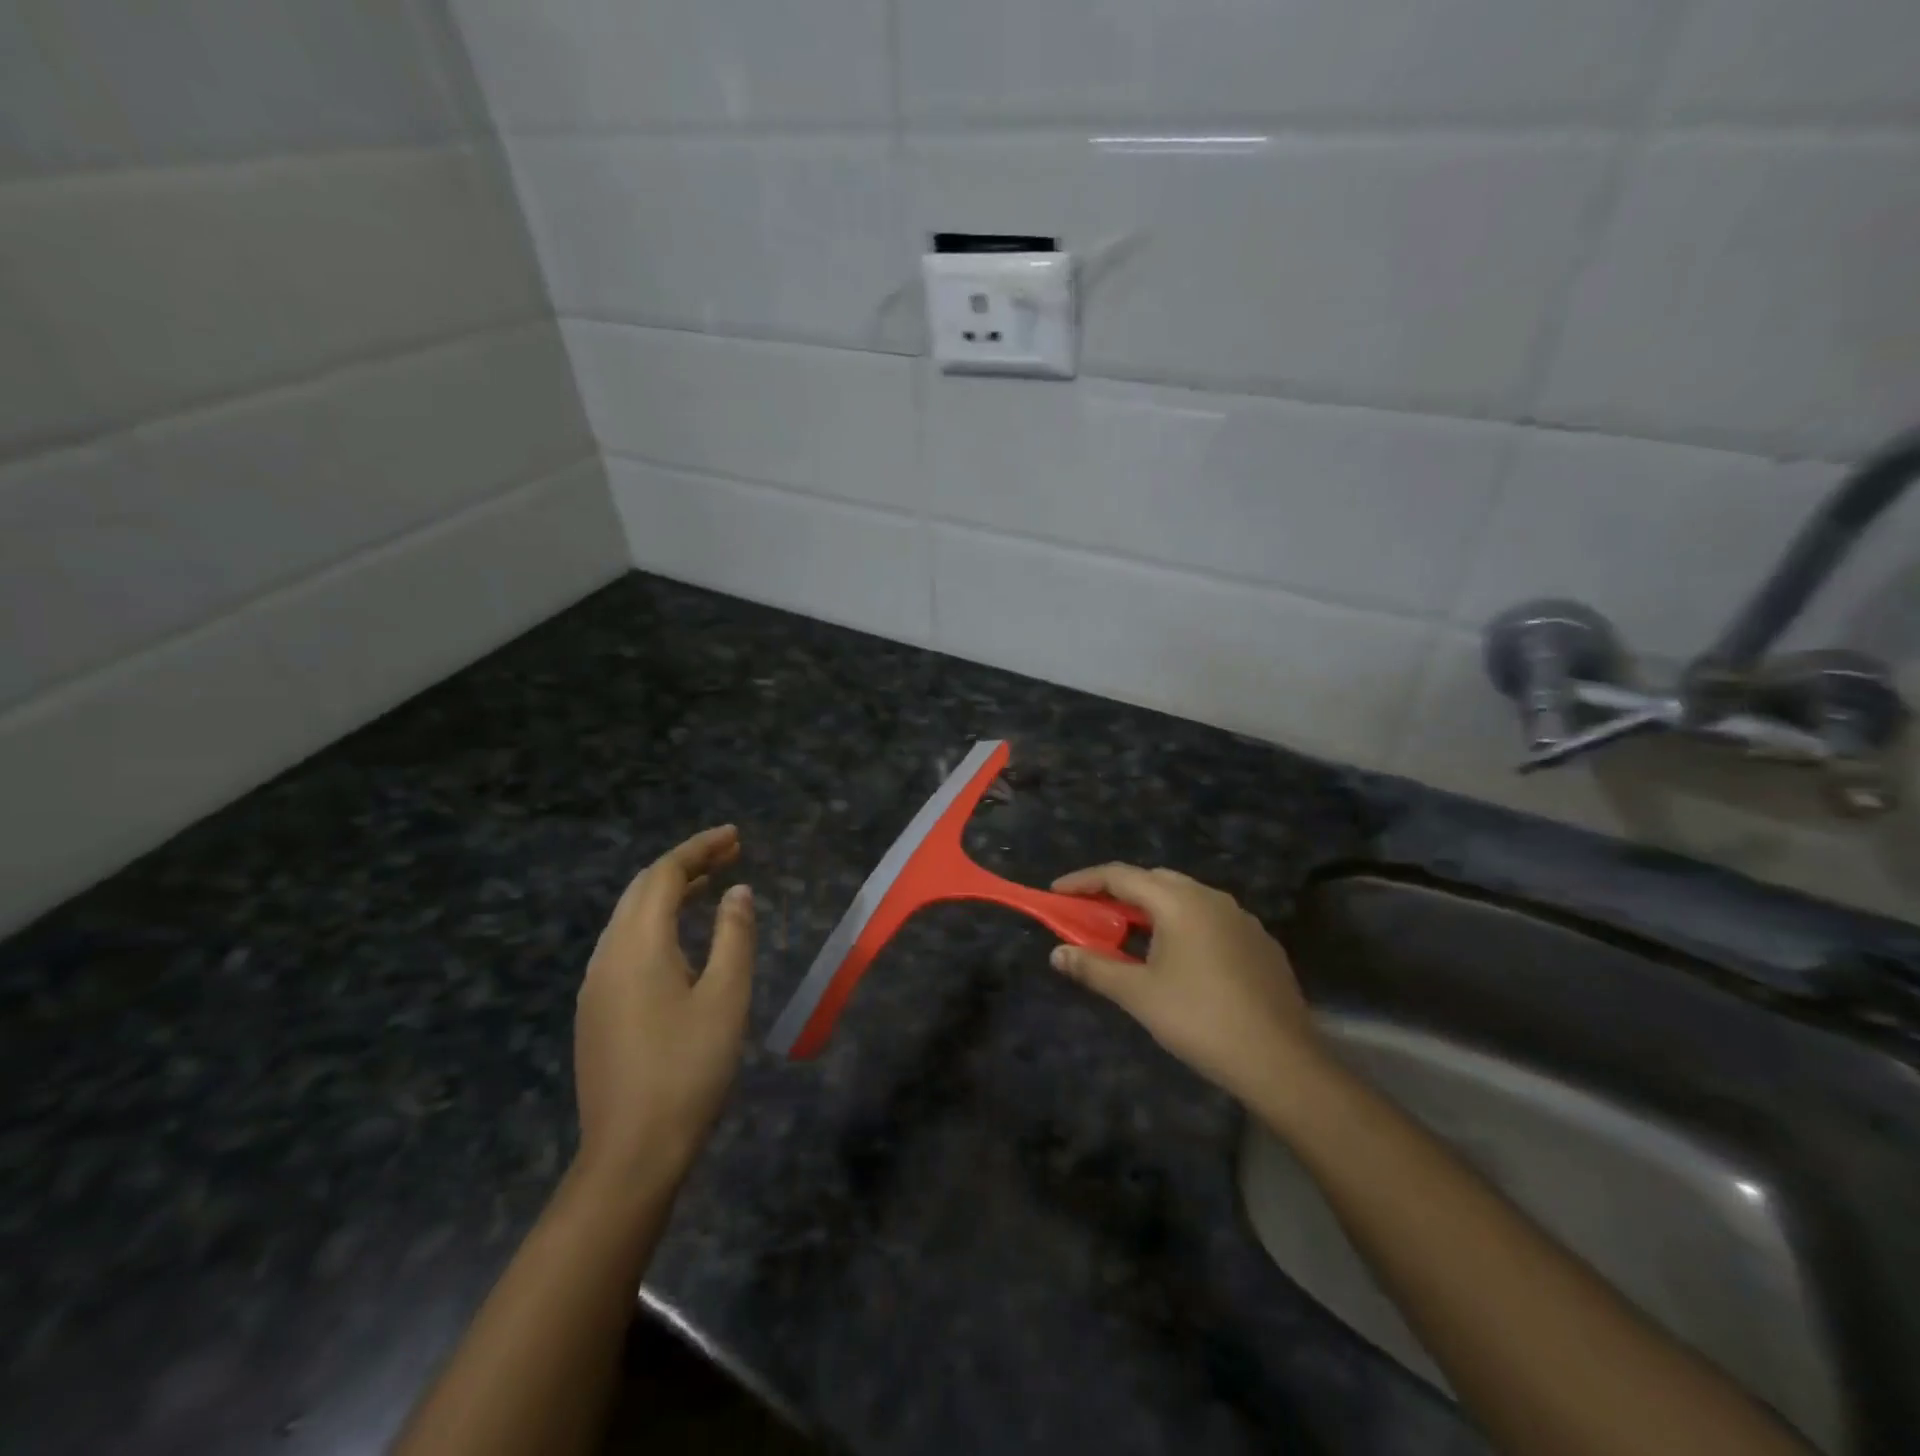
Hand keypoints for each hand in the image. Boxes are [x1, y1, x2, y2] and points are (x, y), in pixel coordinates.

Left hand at [573, 825, 755, 1190]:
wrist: (632, 1152)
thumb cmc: (688, 1069)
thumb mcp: (726, 997)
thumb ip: (734, 936)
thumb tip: (737, 892)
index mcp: (638, 946)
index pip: (664, 876)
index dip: (700, 848)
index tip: (735, 836)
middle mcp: (607, 955)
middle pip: (642, 890)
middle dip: (685, 864)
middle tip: (730, 854)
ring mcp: (595, 985)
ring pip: (629, 917)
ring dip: (669, 892)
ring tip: (711, 885)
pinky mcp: (596, 1010)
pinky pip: (624, 944)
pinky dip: (656, 922)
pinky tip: (681, 938)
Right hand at [1050, 864, 1322, 1107]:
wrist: (1281, 1062)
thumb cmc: (1200, 1020)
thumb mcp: (1138, 995)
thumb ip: (1094, 967)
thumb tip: (1057, 953)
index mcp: (1179, 901)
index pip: (1120, 875)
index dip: (1083, 881)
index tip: (1056, 893)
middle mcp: (1211, 897)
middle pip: (1154, 880)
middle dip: (1118, 893)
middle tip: (1092, 916)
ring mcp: (1241, 918)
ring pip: (1184, 899)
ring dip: (1152, 909)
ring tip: (1130, 938)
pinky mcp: (1260, 942)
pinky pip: (1210, 920)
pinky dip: (1182, 926)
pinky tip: (1179, 960)